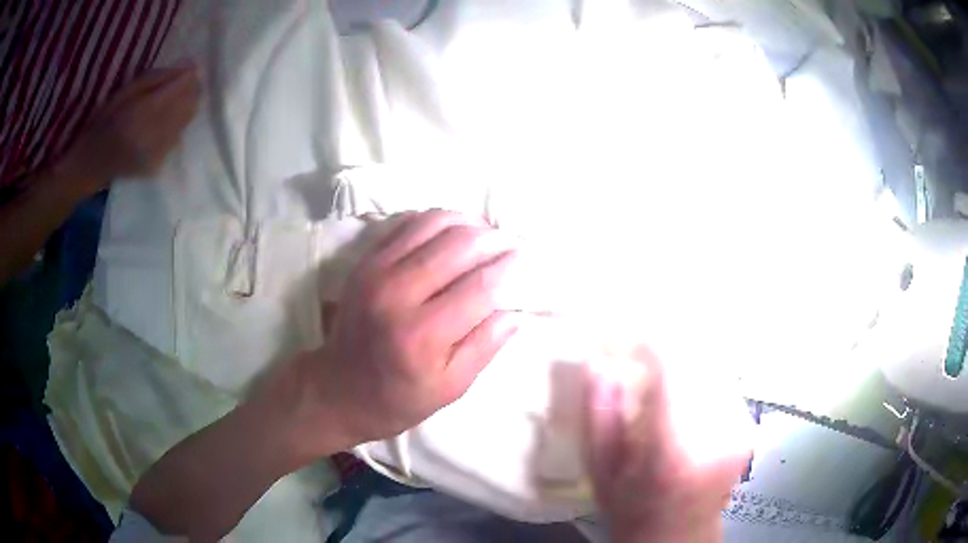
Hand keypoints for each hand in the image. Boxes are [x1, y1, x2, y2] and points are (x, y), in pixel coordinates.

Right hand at [55, 63, 201, 195]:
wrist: (90, 166)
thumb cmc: (103, 122)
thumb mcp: (126, 90)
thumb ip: (156, 78)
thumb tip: (188, 69)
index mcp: (142, 114)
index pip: (180, 89)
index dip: (190, 76)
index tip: (190, 66)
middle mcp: (152, 137)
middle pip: (188, 105)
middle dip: (192, 89)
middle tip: (184, 81)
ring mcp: (156, 155)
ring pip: (186, 122)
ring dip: (186, 107)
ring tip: (175, 99)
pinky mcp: (157, 166)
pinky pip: (176, 138)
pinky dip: (176, 126)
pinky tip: (164, 122)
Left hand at [296, 210, 526, 449]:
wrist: (339, 388)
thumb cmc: (398, 397)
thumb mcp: (449, 389)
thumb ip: (484, 348)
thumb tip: (515, 312)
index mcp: (422, 335)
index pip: (479, 287)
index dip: (508, 267)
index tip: (524, 258)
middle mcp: (398, 295)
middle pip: (458, 245)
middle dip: (492, 239)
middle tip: (508, 243)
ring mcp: (376, 272)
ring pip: (432, 225)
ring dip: (466, 222)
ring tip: (484, 232)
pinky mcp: (365, 262)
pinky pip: (406, 225)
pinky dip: (435, 220)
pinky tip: (451, 231)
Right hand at [586, 344, 752, 542]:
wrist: (678, 532)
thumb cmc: (633, 507)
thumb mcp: (600, 471)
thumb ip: (599, 416)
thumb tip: (600, 363)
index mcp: (673, 452)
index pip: (673, 370)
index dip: (651, 344)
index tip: (629, 338)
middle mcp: (717, 435)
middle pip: (699, 359)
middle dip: (669, 347)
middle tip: (643, 352)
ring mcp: (739, 429)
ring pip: (714, 364)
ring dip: (687, 358)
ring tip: (664, 374)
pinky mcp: (749, 425)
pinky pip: (725, 379)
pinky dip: (702, 374)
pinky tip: (686, 392)